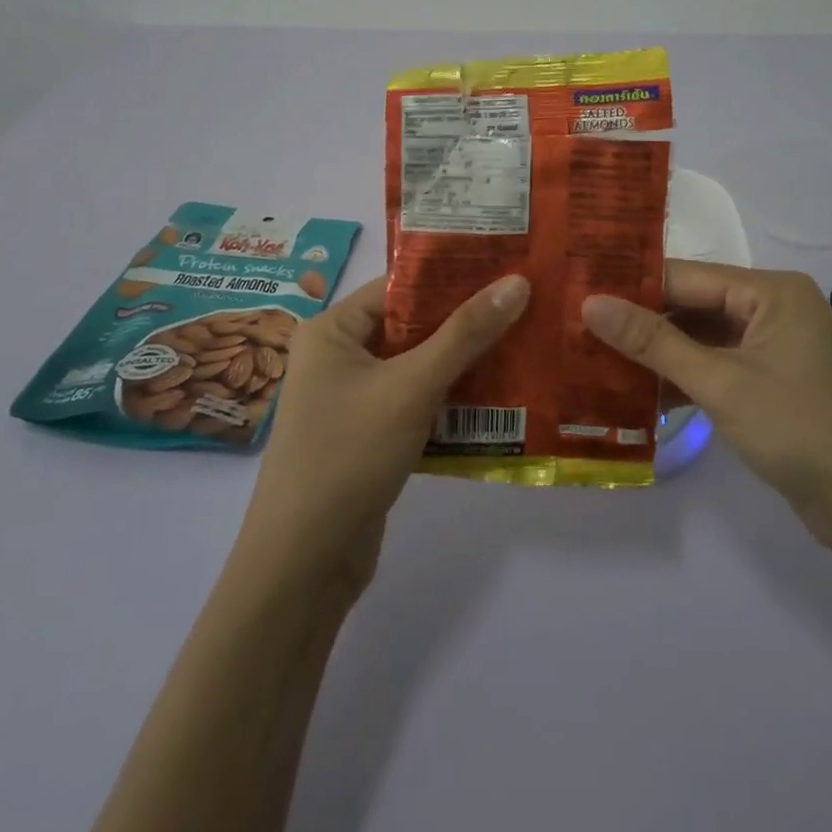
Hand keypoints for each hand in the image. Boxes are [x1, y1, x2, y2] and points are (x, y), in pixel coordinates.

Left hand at [236, 273, 530, 594]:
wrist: (304, 564)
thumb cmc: (349, 455)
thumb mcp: (412, 387)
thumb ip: (465, 334)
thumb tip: (518, 281)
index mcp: (333, 329)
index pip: (399, 287)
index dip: (452, 276)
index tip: (506, 267)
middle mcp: (339, 356)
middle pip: (412, 326)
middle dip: (466, 321)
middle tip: (526, 303)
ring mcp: (354, 398)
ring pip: (419, 366)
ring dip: (464, 362)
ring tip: (525, 342)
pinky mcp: (370, 435)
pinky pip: (417, 402)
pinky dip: (451, 399)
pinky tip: (500, 396)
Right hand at [582, 262, 831, 553]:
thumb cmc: (804, 431)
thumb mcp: (723, 383)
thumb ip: (654, 342)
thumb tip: (590, 303)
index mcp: (770, 291)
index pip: (685, 277)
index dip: (631, 287)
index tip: (576, 295)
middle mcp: (771, 310)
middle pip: (691, 307)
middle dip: (639, 324)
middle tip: (575, 330)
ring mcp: (772, 350)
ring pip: (700, 341)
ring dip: (656, 357)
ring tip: (592, 361)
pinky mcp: (770, 386)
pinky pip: (714, 370)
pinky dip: (681, 381)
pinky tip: (635, 396)